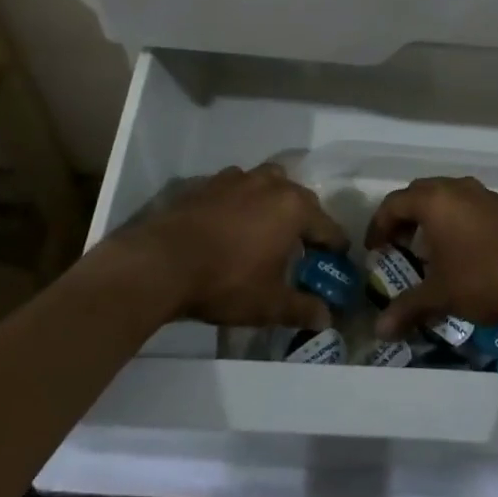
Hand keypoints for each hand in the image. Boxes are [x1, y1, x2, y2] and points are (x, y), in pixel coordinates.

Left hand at [131, 164, 346, 328]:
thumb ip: (301, 308)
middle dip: (306, 221)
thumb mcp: (268, 304)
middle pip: (301, 199)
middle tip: (302, 249)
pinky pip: (237, 188)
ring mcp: (238, 179)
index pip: (328, 227)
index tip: (335, 263)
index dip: (335, 248)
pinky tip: (231, 224)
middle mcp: (271, 184)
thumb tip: (325, 318)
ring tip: (266, 229)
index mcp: (294, 208)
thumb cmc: (226, 281)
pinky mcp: (209, 183)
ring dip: (274, 203)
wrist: (162, 263)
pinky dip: (242, 201)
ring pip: (268, 184)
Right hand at [365, 177, 497, 338]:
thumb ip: (407, 308)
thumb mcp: (440, 295)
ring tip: (429, 246)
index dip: (379, 225)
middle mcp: (457, 188)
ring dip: (431, 215)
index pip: (394, 203)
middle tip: (398, 244)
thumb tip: (379, 331)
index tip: (375, 249)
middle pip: (419, 193)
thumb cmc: (483, 280)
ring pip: (446, 194)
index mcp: (435, 201)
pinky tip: (462, 247)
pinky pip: (469, 203)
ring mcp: (484, 194)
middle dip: (404, 216)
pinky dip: (456, 217)